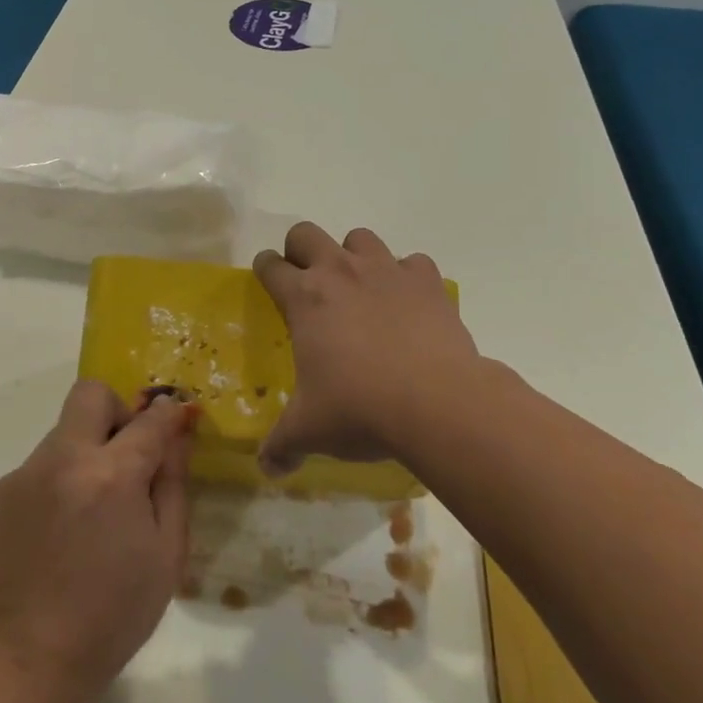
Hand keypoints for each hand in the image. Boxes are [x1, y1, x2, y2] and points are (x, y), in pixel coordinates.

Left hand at [0, 381, 193, 701]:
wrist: (32, 658)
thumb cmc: (114, 613)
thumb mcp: (166, 554)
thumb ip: (173, 484)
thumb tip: (177, 436)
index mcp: (111, 475)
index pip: (149, 419)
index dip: (169, 413)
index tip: (177, 417)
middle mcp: (64, 459)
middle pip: (91, 394)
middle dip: (117, 411)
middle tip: (126, 454)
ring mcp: (27, 473)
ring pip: (64, 431)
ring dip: (86, 451)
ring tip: (91, 509)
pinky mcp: (2, 492)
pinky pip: (41, 465)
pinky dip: (60, 479)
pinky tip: (61, 530)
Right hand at [253, 222, 494, 477]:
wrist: (437, 404)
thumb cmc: (360, 409)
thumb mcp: (310, 430)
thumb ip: (282, 445)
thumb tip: (266, 469)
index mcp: (304, 297)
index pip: (269, 265)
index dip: (265, 270)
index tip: (268, 281)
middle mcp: (340, 271)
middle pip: (306, 233)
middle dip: (301, 250)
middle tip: (308, 280)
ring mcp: (386, 271)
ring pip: (360, 237)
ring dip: (354, 256)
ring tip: (360, 288)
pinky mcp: (426, 282)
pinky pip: (412, 262)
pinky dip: (407, 276)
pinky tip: (408, 303)